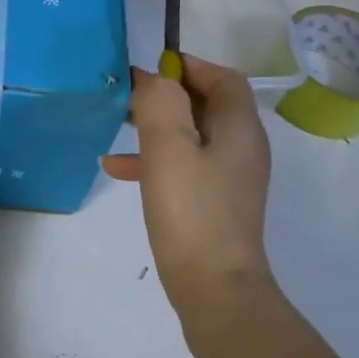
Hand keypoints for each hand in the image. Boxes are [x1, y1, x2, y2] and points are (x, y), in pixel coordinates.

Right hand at [101, 54, 273, 319]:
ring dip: (156, 128)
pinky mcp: (215, 205)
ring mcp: (230, 180)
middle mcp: (242, 148)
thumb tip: (153, 78)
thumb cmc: (192, 211)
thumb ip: (159, 103)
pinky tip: (117, 170)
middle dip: (167, 96)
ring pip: (192, 137)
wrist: (214, 290)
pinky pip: (185, 168)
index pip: (223, 78)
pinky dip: (156, 162)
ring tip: (116, 128)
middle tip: (128, 96)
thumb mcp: (168, 148)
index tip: (151, 68)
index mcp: (239, 128)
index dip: (189, 66)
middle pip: (208, 105)